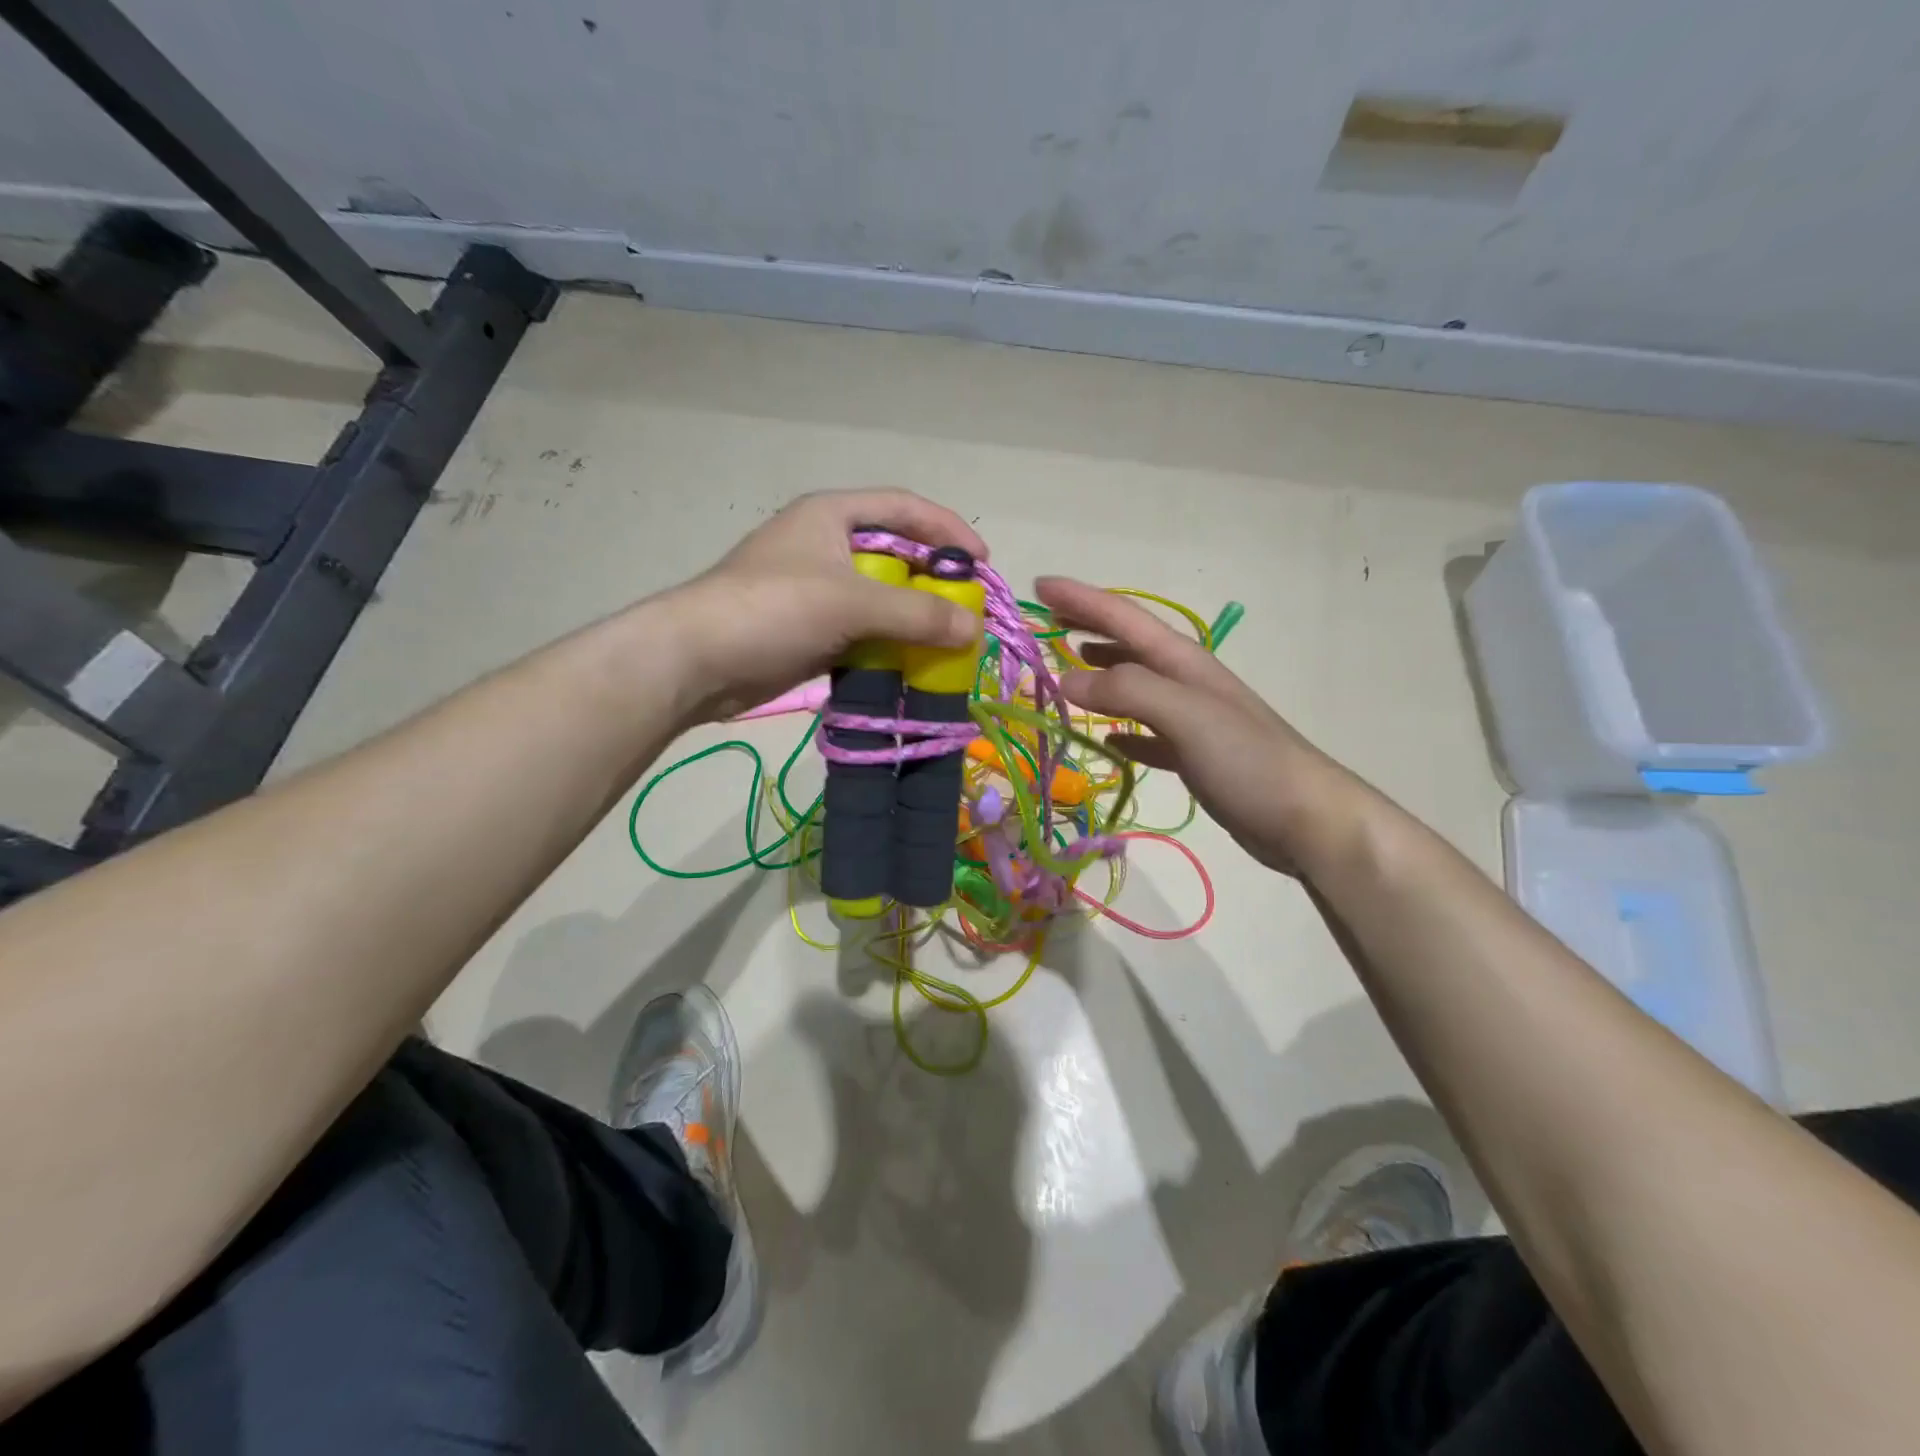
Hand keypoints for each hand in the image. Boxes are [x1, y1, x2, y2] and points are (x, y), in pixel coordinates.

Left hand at [670, 490, 988, 720]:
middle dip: (935, 580)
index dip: (947, 529)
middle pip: (896, 554)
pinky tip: (913, 664)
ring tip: (949, 641)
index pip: (904, 508)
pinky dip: (890, 645)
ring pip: (881, 598)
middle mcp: (827, 546)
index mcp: (832, 516)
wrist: (697, 661)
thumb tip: (974, 629)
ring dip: (914, 618)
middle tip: (968, 608)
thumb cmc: (773, 609)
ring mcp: (817, 590)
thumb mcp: (851, 603)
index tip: (983, 561)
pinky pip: (864, 632)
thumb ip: (917, 613)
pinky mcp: (811, 630)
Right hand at [1035, 577, 1371, 875]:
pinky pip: (1147, 734)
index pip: (1123, 618)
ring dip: (1100, 673)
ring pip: (1134, 686)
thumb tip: (1066, 678)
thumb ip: (1129, 690)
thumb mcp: (1187, 715)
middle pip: (1127, 644)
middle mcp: (1184, 682)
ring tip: (1065, 670)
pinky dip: (1122, 731)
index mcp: (1183, 662)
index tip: (1039, 587)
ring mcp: (1190, 720)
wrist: (1307, 819)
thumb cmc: (1249, 760)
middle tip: (1045, 621)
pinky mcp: (1193, 757)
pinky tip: (1107, 740)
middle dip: (1087, 626)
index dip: (1081, 600)